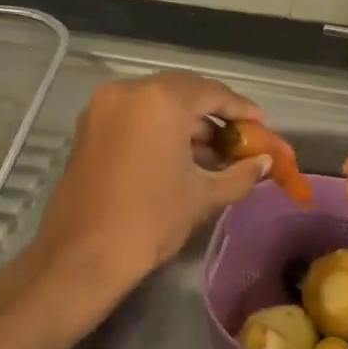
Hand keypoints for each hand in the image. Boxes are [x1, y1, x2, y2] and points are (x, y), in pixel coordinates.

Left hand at [24, 71, 269, 319]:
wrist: (82, 257)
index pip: (211, 93)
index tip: (262, 124)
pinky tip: (182, 156)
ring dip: (187, 122)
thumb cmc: (150, 220)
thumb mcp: (203, 195)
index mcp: (160, 100)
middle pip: (183, 91)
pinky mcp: (89, 128)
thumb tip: (265, 162)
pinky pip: (135, 116)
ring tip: (215, 152)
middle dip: (213, 113)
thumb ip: (241, 173)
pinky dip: (160, 128)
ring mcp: (103, 108)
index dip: (241, 109)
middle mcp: (128, 91)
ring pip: (157, 103)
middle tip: (240, 135)